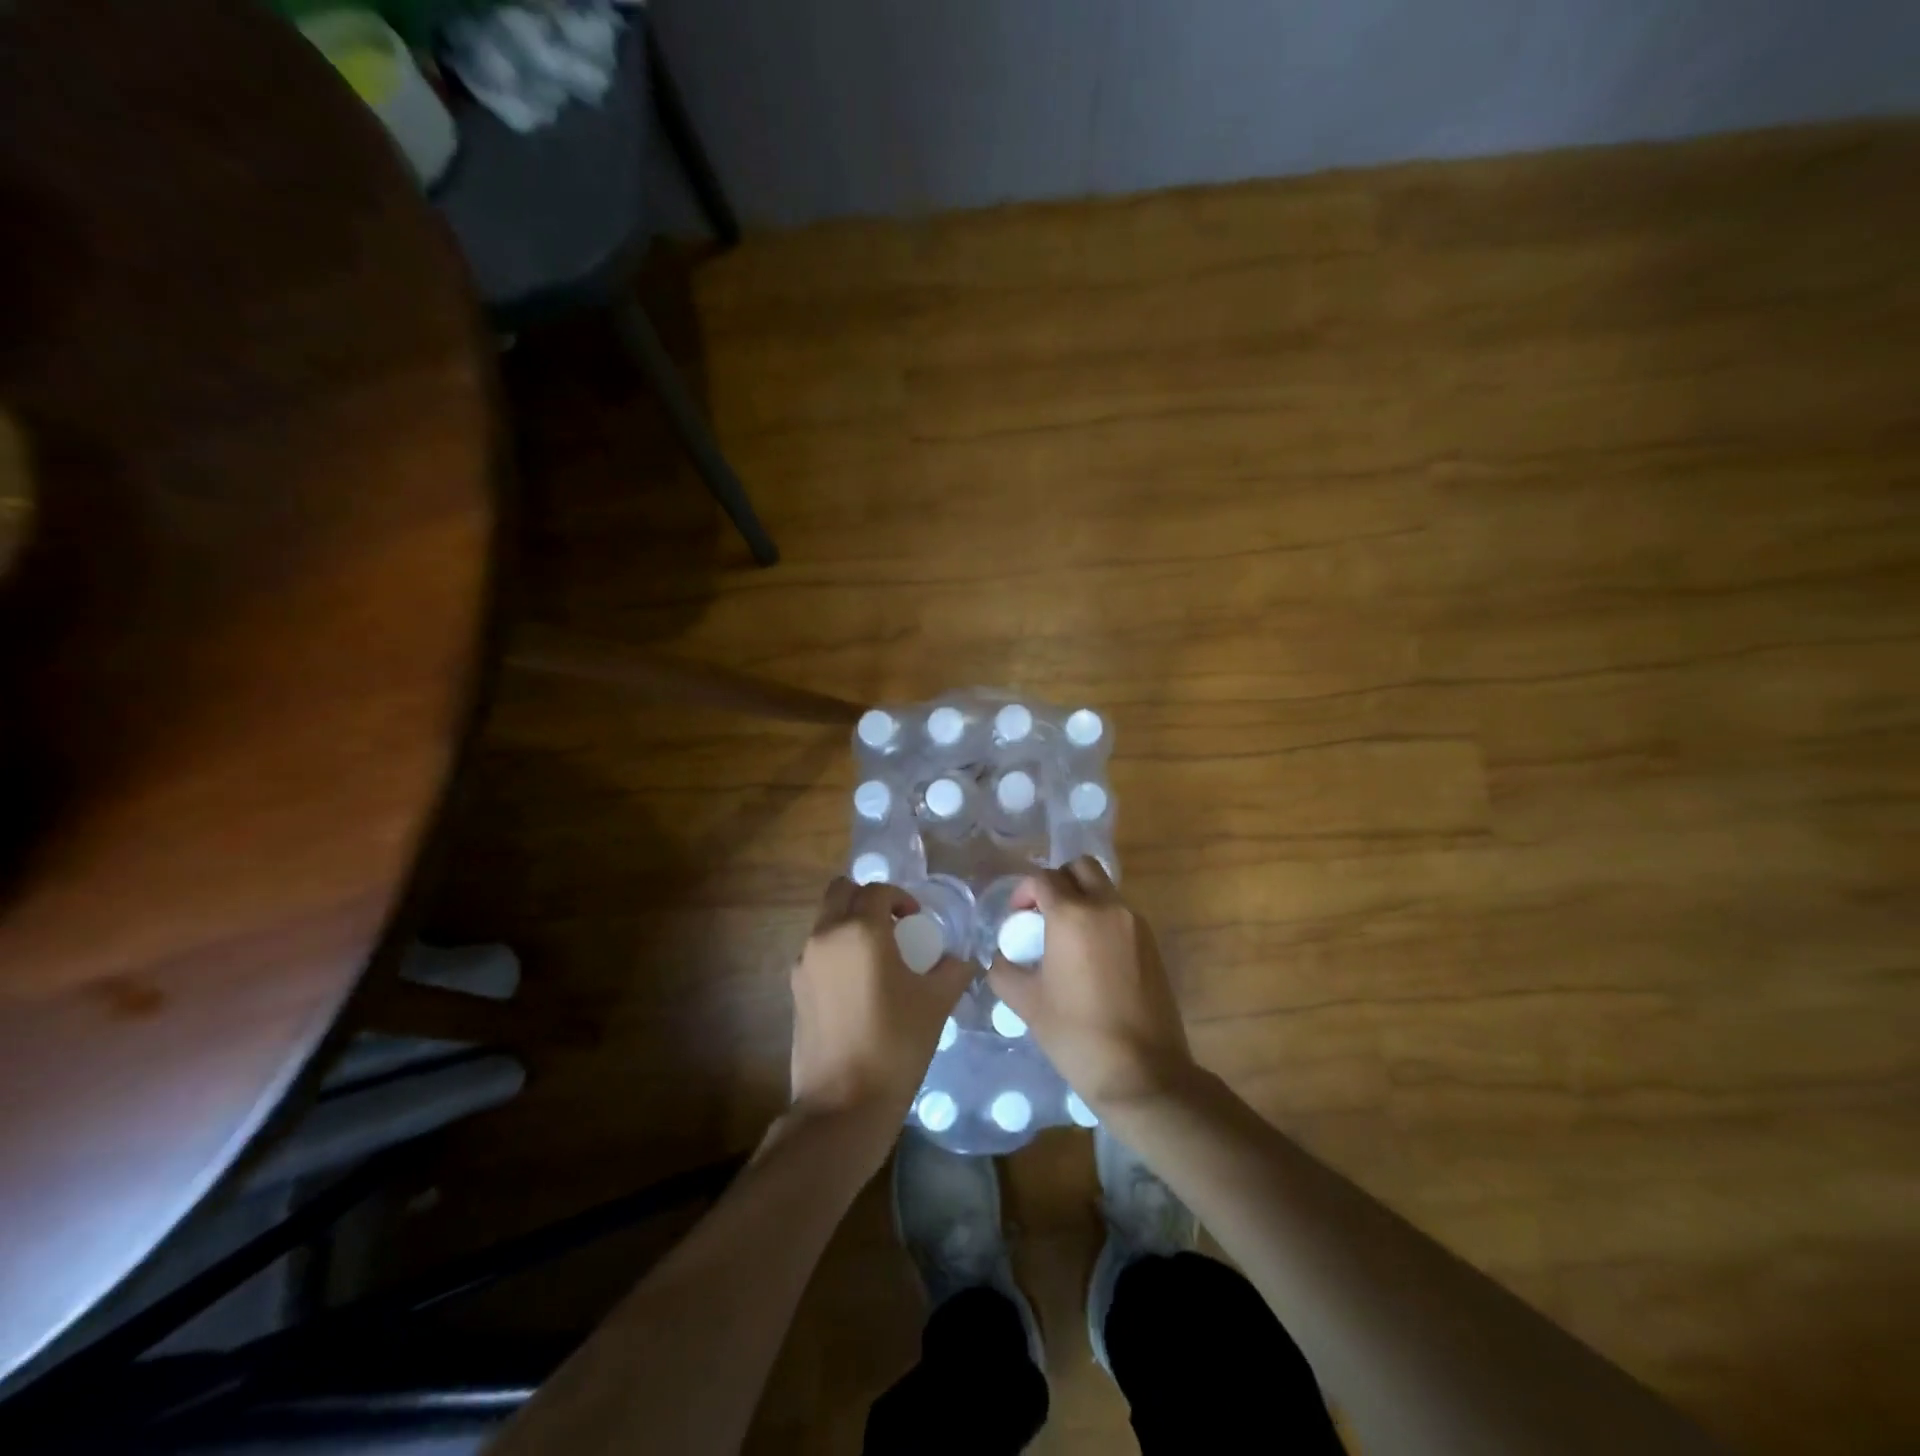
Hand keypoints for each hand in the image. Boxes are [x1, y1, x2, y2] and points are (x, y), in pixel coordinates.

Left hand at [789, 878, 972, 1127]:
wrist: (843, 1105)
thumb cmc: (895, 1045)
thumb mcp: (935, 1003)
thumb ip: (952, 971)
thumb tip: (962, 960)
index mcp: (860, 930)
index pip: (878, 890)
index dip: (901, 898)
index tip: (917, 921)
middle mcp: (826, 936)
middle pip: (841, 892)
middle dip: (867, 899)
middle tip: (892, 926)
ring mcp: (805, 963)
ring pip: (825, 920)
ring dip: (849, 923)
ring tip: (876, 958)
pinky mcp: (795, 989)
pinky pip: (816, 951)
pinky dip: (836, 951)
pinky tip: (858, 987)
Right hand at [988, 858, 1195, 1111]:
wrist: (1141, 1072)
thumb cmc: (1075, 1034)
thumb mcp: (1026, 1002)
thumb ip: (1004, 969)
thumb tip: (1001, 956)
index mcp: (1073, 915)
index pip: (1044, 878)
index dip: (1024, 892)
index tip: (1016, 917)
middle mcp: (1108, 908)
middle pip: (1081, 867)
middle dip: (1058, 881)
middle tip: (1043, 914)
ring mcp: (1136, 924)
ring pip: (1105, 889)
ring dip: (1083, 899)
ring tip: (1067, 938)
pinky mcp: (1153, 944)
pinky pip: (1122, 914)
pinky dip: (1103, 920)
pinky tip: (1092, 958)